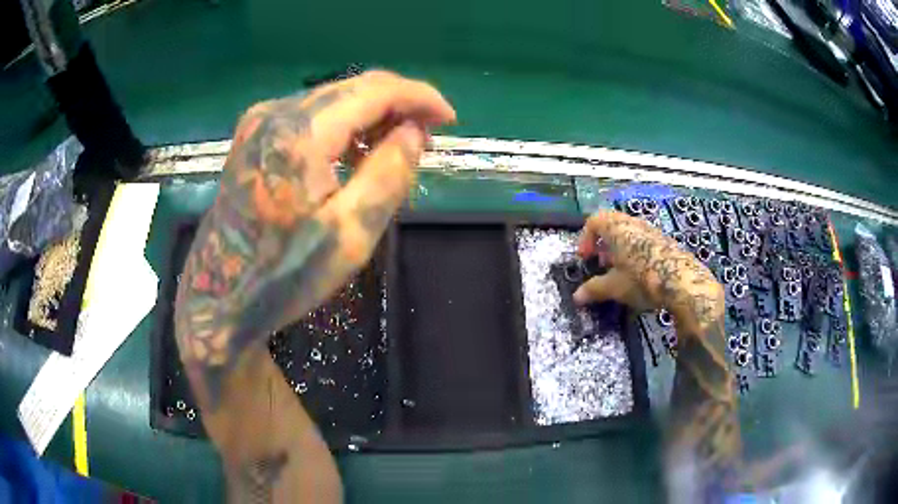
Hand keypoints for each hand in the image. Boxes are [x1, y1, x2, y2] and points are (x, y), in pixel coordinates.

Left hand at [176, 70, 455, 403]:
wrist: (221, 296)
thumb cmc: (285, 275)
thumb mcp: (350, 235)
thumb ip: (389, 174)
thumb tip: (414, 131)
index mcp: (298, 133)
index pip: (374, 91)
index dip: (418, 97)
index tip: (448, 117)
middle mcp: (275, 113)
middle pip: (352, 88)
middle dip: (397, 104)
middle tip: (426, 136)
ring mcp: (258, 122)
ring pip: (332, 99)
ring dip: (370, 115)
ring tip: (395, 148)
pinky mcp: (252, 136)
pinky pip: (310, 115)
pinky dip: (342, 125)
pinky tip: (354, 153)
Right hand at [573, 210, 723, 335]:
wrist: (683, 282)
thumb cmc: (643, 279)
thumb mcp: (615, 287)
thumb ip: (594, 289)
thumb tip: (577, 297)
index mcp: (617, 229)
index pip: (594, 220)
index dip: (586, 238)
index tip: (585, 257)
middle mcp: (634, 224)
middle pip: (612, 224)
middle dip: (603, 243)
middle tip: (601, 263)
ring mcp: (652, 231)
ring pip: (629, 232)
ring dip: (619, 248)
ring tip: (619, 270)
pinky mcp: (665, 242)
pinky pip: (643, 240)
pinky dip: (635, 251)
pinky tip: (639, 273)